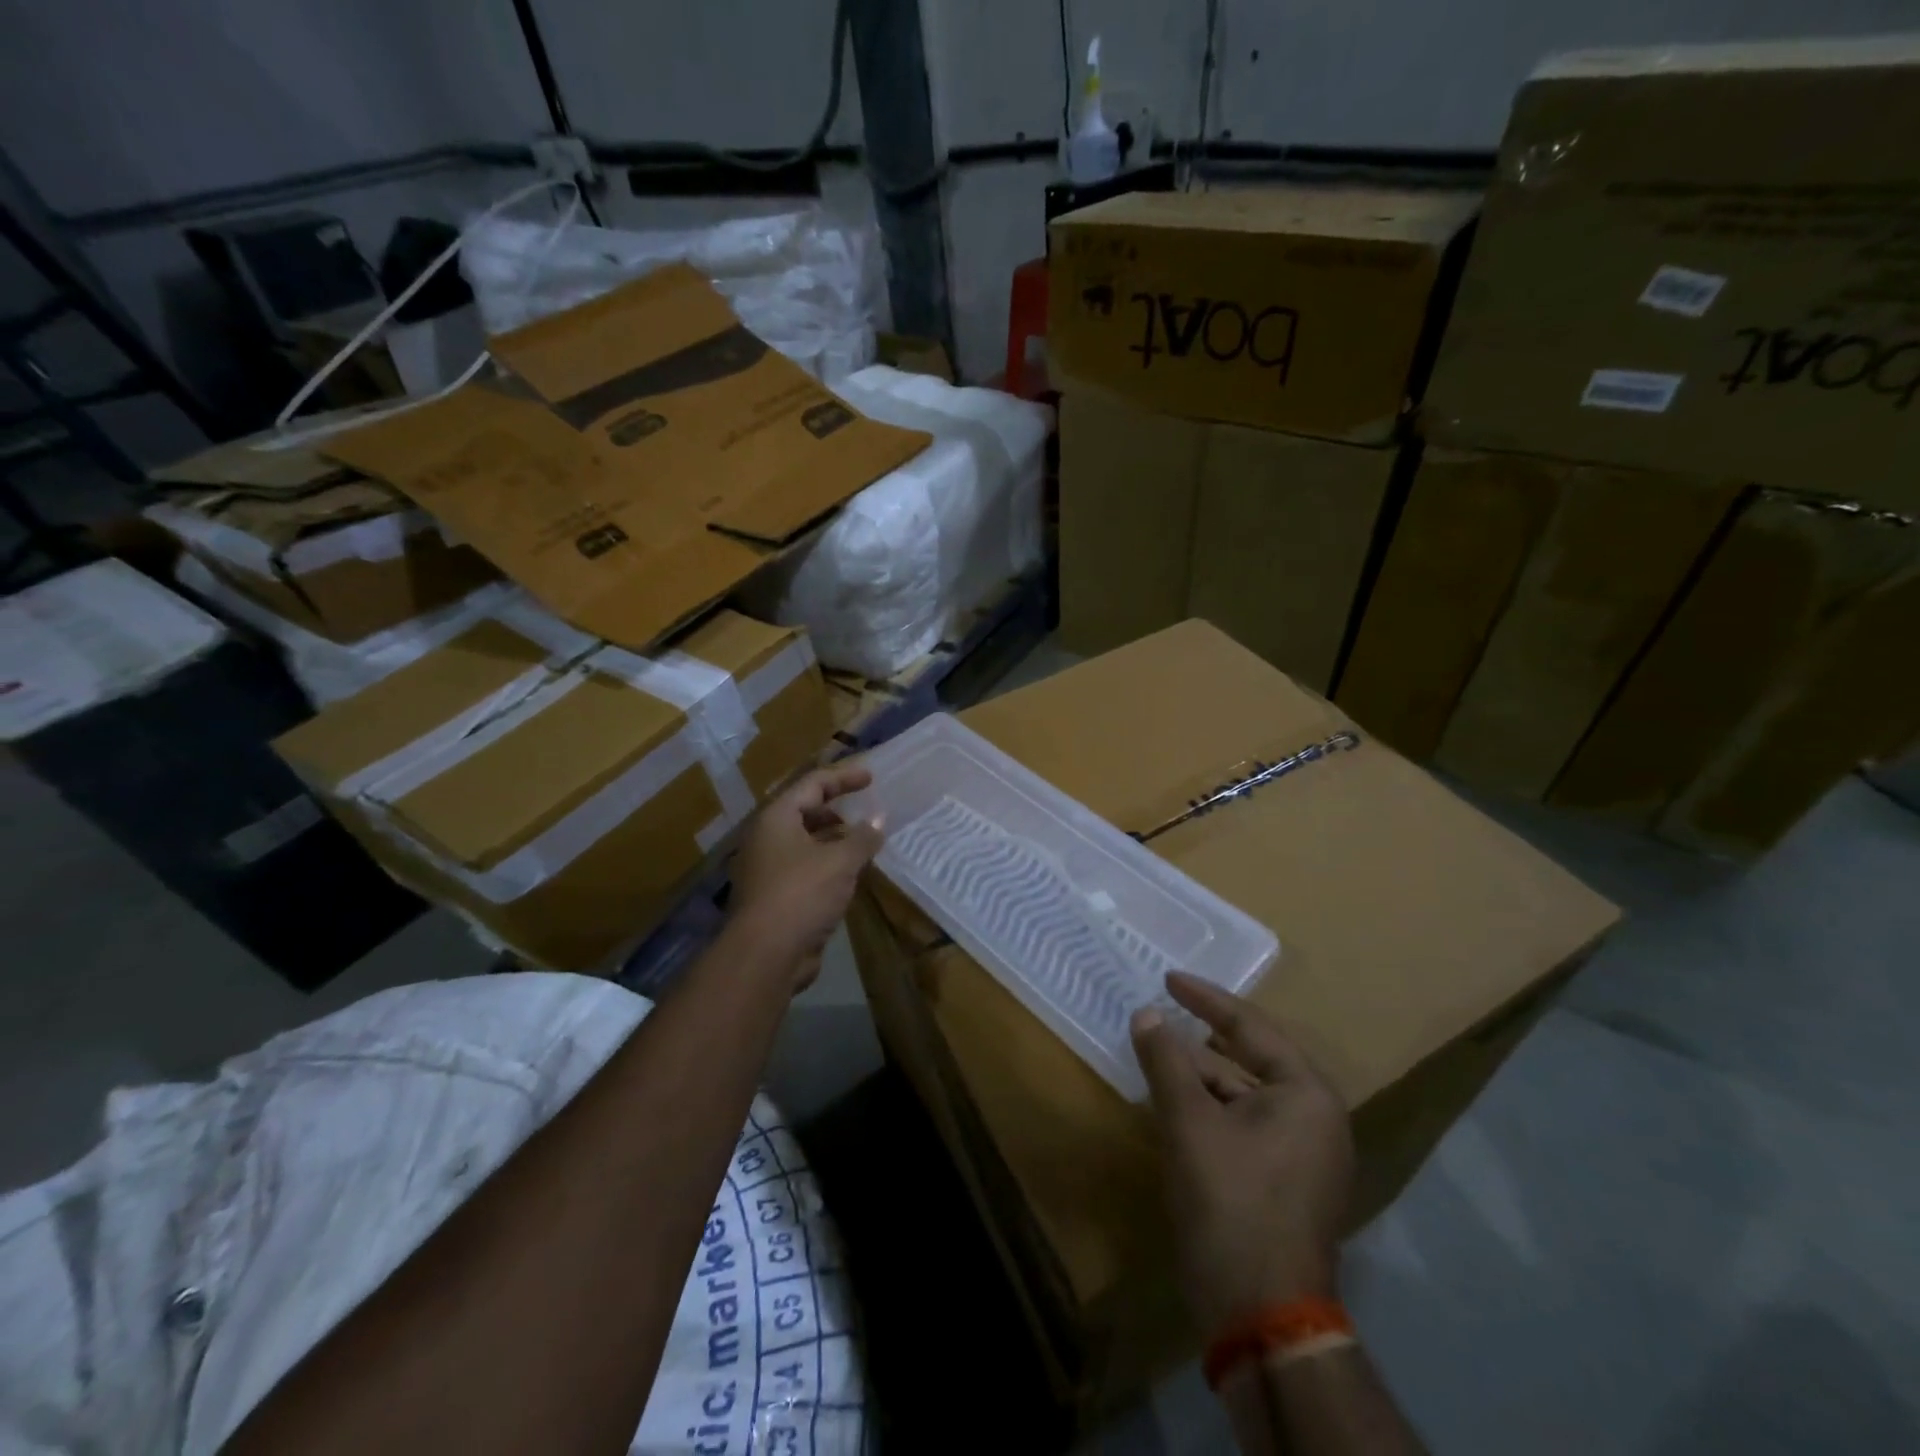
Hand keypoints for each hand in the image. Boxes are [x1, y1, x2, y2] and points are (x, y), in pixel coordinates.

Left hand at [730, 765, 884, 990]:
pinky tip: (852, 873)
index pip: (812, 784)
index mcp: (777, 818)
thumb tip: (879, 819)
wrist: (766, 955)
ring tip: (865, 841)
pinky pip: (807, 869)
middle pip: (805, 811)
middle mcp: (768, 838)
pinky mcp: (777, 896)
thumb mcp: (840, 861)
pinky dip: (829, 864)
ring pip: (806, 842)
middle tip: (867, 809)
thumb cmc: (801, 894)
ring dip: (835, 839)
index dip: (843, 777)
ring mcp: (769, 868)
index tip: (871, 777)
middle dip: (837, 808)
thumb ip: (862, 837)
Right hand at [1131, 972, 1353, 1333]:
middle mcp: (1314, 1118)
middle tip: (1159, 1015)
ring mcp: (1303, 1155)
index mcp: (1306, 1094)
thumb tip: (1147, 1014)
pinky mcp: (1283, 1183)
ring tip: (1156, 1056)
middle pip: (1248, 1060)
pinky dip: (1207, 1110)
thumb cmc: (1231, 1201)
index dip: (1206, 999)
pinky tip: (1172, 1104)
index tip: (1168, 978)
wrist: (1261, 1314)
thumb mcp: (1189, 1122)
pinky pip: (1242, 1125)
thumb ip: (1166, 1060)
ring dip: (1198, 1077)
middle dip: (1199, 1041)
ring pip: (1241, 1096)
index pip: (1251, 1027)